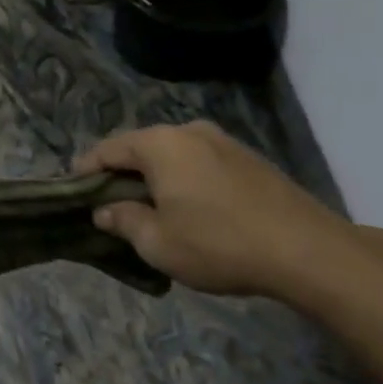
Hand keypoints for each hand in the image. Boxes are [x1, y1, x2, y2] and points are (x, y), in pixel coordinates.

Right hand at [74, 121, 351, 297]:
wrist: (309, 252)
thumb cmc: (220, 244)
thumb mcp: (159, 243)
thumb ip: (124, 221)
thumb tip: (104, 211)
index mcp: (159, 144)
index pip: (107, 150)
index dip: (86, 170)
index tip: (72, 189)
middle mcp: (188, 131)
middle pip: (140, 148)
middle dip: (122, 174)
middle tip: (110, 203)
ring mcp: (223, 142)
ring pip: (173, 155)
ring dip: (156, 177)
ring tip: (151, 208)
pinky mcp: (250, 159)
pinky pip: (201, 163)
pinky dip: (186, 180)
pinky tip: (192, 209)